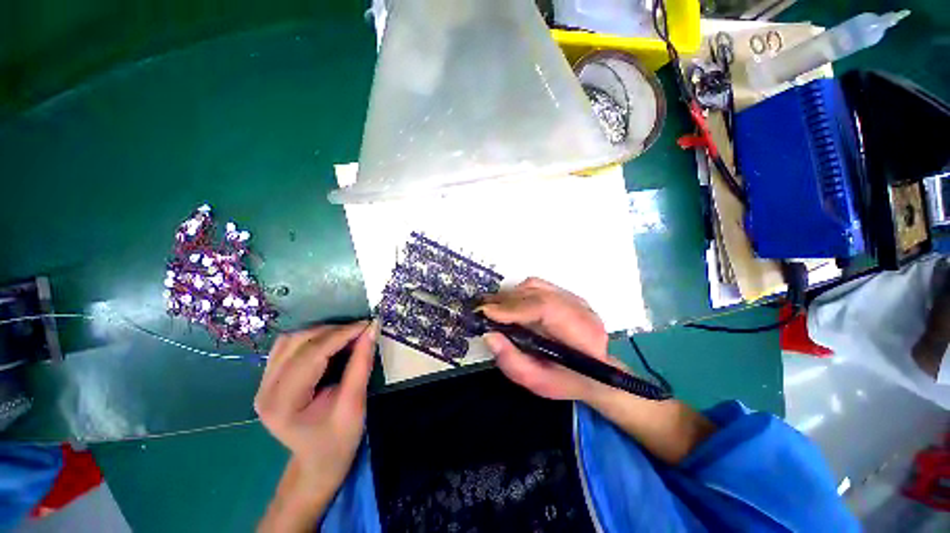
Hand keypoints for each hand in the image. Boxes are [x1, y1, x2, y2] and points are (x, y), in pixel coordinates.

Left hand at [255, 321, 376, 491]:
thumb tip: (371, 329)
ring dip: (322, 332)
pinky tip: (331, 342)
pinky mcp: (269, 380)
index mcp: (283, 403)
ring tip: (348, 334)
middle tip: (361, 329)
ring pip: (290, 340)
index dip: (341, 334)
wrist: (318, 462)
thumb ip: (361, 364)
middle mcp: (265, 390)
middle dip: (333, 330)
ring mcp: (263, 384)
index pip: (311, 355)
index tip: (368, 324)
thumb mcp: (355, 403)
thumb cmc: (338, 440)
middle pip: (297, 342)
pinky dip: (312, 338)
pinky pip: (288, 347)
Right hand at [480, 277, 620, 400]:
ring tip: (493, 307)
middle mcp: (581, 310)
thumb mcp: (538, 382)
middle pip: (537, 293)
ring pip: (535, 286)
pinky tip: (509, 304)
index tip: (487, 312)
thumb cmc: (567, 381)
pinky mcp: (566, 294)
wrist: (595, 372)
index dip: (514, 308)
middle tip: (482, 309)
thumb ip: (511, 361)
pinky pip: (537, 285)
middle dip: (505, 300)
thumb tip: (488, 335)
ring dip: (510, 295)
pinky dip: (518, 292)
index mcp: (582, 335)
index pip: (545, 308)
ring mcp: (574, 298)